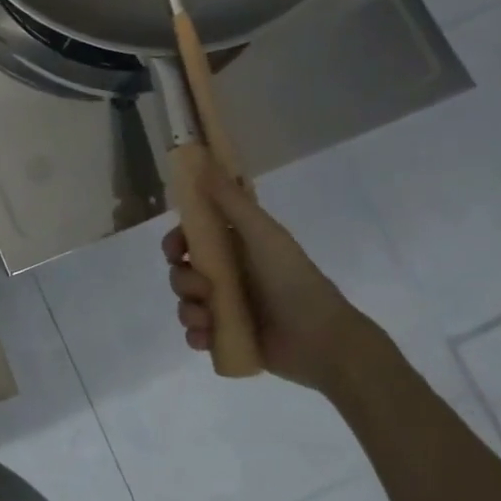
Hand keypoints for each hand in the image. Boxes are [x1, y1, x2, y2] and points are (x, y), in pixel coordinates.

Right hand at [163, 167, 384, 394]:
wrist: (323, 339)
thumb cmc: (292, 279)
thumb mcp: (262, 233)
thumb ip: (230, 200)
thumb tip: (201, 161)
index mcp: (235, 248)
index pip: (191, 239)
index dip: (176, 242)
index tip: (176, 250)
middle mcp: (227, 276)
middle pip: (182, 271)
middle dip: (182, 280)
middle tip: (202, 289)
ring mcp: (227, 308)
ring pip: (185, 303)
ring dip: (189, 310)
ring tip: (209, 319)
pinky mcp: (228, 338)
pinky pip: (196, 334)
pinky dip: (196, 335)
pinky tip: (207, 337)